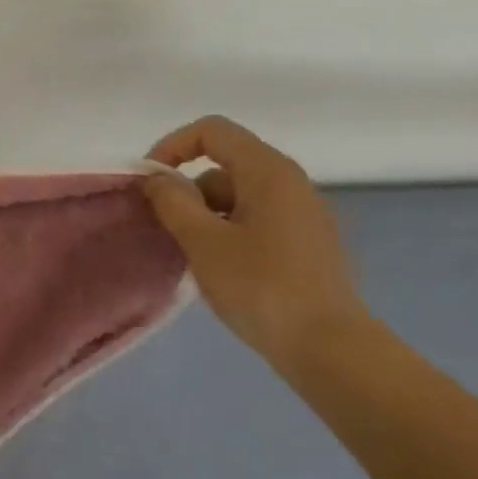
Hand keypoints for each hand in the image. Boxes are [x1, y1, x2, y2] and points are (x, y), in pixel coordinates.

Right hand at [143, 116, 367, 367]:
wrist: (328, 346)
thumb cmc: (261, 286)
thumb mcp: (203, 241)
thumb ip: (173, 202)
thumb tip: (157, 179)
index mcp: (269, 172)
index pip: (212, 131)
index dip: (172, 147)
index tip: (149, 184)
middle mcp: (290, 182)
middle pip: (223, 164)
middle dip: (186, 190)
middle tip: (166, 229)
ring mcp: (302, 213)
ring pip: (236, 196)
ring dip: (204, 216)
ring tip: (191, 256)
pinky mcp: (305, 242)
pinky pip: (254, 219)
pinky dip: (227, 231)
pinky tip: (219, 268)